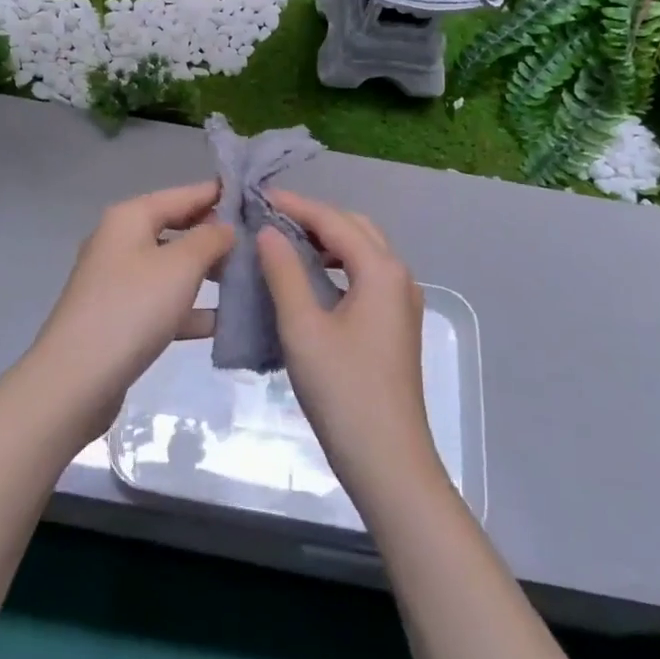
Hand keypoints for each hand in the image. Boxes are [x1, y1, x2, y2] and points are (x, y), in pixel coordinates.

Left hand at [25, 181, 235, 444]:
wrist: (76, 380)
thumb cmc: (132, 309)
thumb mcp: (181, 266)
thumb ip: (210, 239)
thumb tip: (226, 226)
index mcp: (130, 218)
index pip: (184, 194)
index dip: (220, 194)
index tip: (259, 197)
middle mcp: (121, 241)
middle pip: (178, 229)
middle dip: (217, 236)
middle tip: (262, 243)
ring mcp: (119, 281)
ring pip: (173, 268)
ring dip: (208, 273)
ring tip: (251, 279)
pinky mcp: (121, 317)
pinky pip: (164, 302)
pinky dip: (191, 308)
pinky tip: (225, 322)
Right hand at [258, 191, 441, 503]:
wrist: (388, 461)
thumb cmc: (343, 391)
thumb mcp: (303, 327)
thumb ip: (284, 272)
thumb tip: (269, 231)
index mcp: (381, 270)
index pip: (334, 221)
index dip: (295, 205)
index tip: (258, 197)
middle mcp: (399, 277)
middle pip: (355, 229)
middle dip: (314, 217)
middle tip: (270, 217)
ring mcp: (402, 303)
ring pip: (363, 253)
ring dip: (327, 241)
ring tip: (284, 242)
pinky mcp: (396, 325)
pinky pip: (365, 277)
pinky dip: (337, 266)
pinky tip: (309, 280)